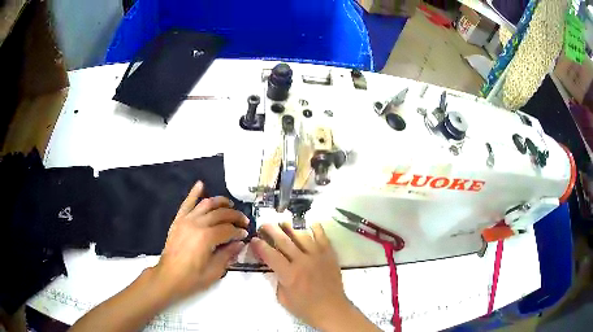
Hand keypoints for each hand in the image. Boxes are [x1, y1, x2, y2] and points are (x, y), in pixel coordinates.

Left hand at [152, 181, 248, 302]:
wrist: (168, 277)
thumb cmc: (192, 278)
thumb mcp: (214, 271)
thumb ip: (228, 254)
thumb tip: (239, 243)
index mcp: (207, 237)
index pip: (228, 229)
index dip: (238, 231)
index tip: (245, 234)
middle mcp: (197, 224)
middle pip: (220, 214)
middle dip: (234, 215)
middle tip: (244, 220)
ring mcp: (186, 220)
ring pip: (206, 204)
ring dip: (219, 202)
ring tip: (229, 204)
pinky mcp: (178, 221)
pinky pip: (186, 204)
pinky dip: (194, 193)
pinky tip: (201, 185)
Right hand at [251, 223, 355, 328]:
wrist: (332, 309)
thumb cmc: (305, 308)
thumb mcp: (283, 298)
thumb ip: (277, 280)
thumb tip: (275, 266)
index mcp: (289, 274)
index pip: (270, 254)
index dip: (260, 245)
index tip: (254, 239)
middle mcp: (302, 261)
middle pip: (284, 241)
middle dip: (271, 230)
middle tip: (264, 224)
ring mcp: (317, 256)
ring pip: (302, 236)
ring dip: (290, 228)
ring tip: (283, 223)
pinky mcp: (329, 255)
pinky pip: (322, 237)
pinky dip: (316, 228)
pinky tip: (310, 223)